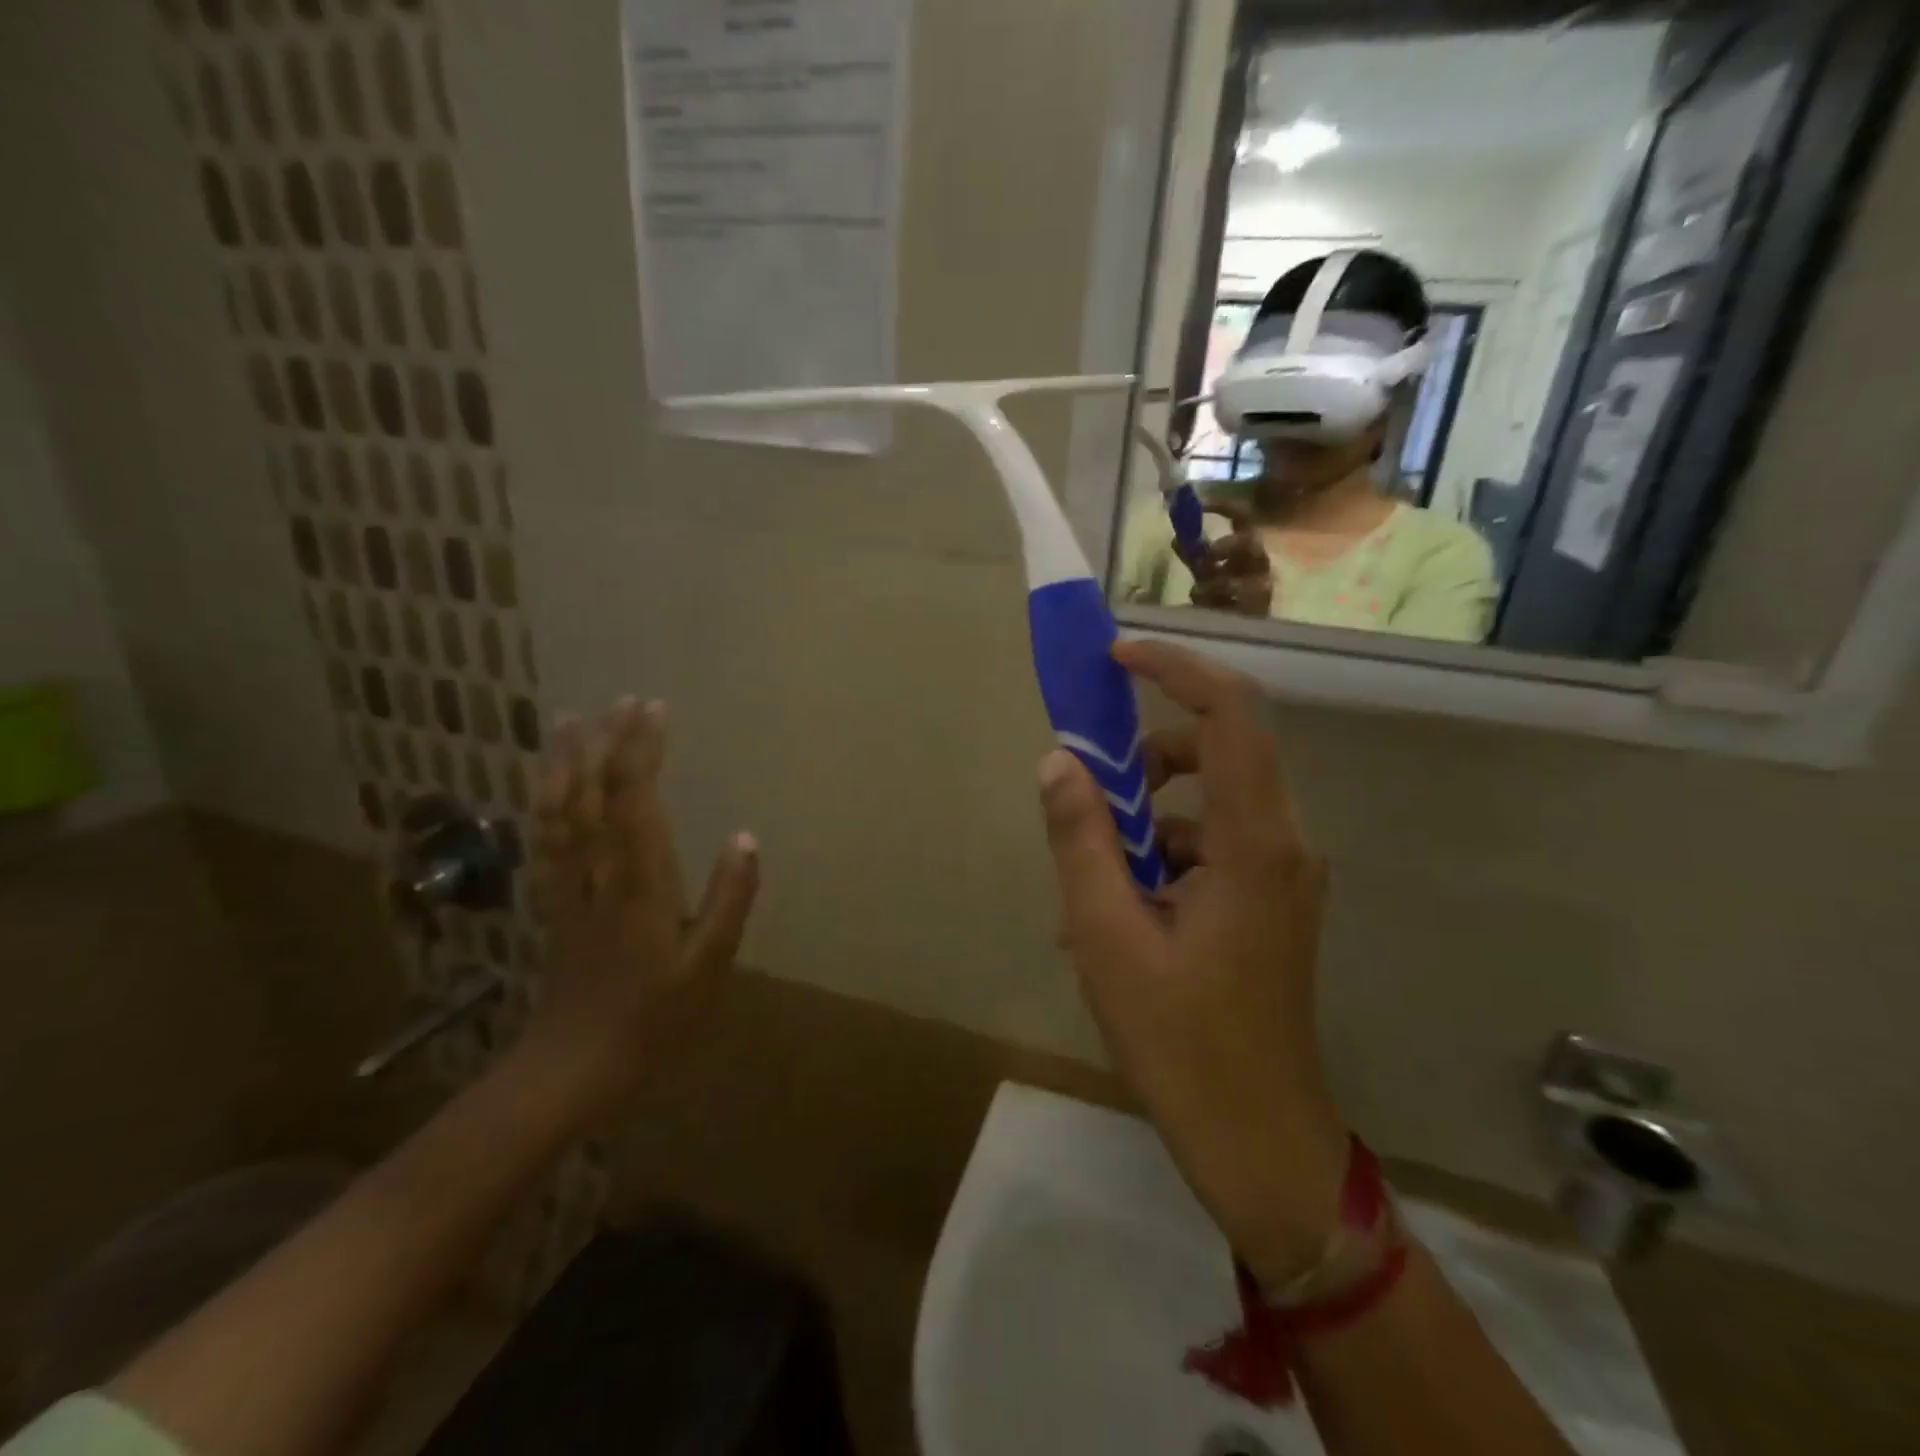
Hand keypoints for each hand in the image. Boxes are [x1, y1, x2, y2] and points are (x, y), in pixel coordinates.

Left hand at [528, 698, 758, 1107]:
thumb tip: (745, 838)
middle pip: (591, 793)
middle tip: (623, 700)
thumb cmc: (655, 1016)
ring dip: (565, 761)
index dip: (641, 750)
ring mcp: (567, 885)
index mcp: (638, 882)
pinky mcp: (552, 901)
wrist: (576, 1064)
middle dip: (605, 742)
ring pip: (558, 809)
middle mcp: (596, 872)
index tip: (655, 710)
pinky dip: (542, 801)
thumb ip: (730, 898)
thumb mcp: (709, 963)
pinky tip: (546, 782)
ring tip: (571, 721)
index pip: (634, 799)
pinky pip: (543, 838)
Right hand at [1038, 641, 1348, 1285]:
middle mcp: (1283, 843)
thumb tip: (1057, 761)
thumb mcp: (1107, 937)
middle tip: (1089, 794)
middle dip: (1146, 758)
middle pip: (1219, 751)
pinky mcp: (1271, 900)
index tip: (1116, 661)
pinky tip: (1117, 912)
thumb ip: (1081, 839)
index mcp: (1254, 843)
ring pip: (1211, 801)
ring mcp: (1283, 874)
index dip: (1175, 670)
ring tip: (1090, 876)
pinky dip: (1162, 855)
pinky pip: (1213, 845)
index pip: (1230, 715)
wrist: (1260, 1141)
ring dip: (1147, 815)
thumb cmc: (1181, 1042)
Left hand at [1187, 501, 1273, 616]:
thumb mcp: (1204, 572)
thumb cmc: (1222, 597)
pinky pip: (1238, 604)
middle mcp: (1258, 564)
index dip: (1224, 506)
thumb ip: (1192, 555)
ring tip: (1199, 592)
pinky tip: (1210, 608)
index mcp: (1245, 548)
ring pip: (1243, 578)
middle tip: (1208, 553)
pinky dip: (1219, 604)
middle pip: (1251, 543)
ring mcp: (1262, 588)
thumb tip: (1176, 538)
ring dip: (1217, 583)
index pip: (1242, 518)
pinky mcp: (1258, 611)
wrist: (1234, 629)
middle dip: (1227, 545)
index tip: (1201, 503)